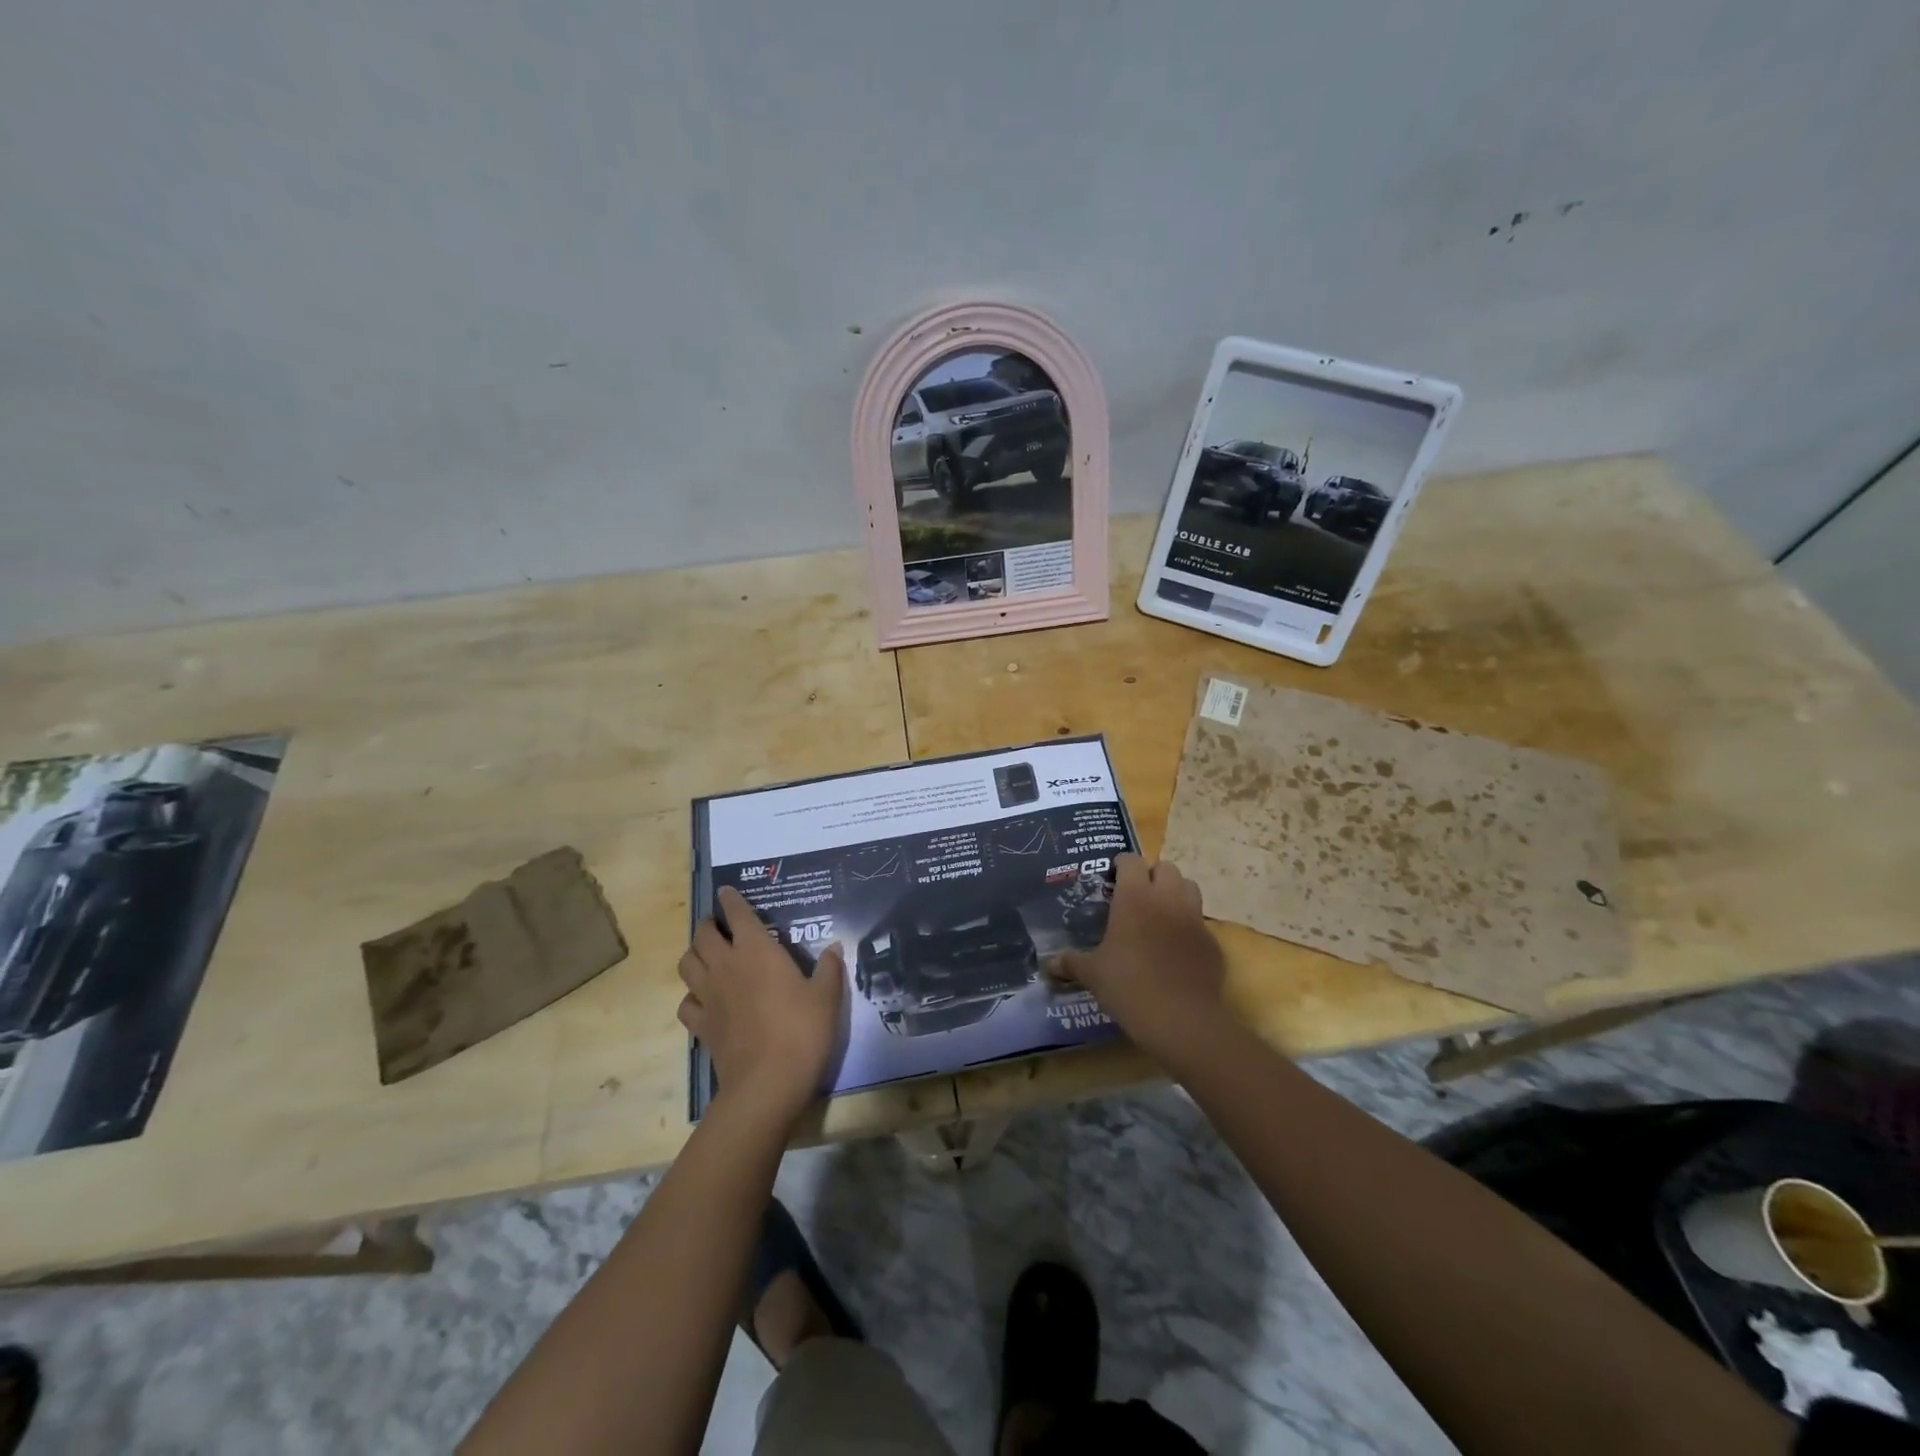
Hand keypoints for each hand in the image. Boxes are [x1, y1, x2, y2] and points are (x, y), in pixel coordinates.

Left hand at [679, 887, 844, 1124]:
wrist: (767, 1082)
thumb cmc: (802, 1030)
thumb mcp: (827, 996)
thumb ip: (829, 968)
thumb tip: (835, 947)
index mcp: (757, 950)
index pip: (737, 914)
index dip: (730, 900)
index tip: (726, 891)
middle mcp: (726, 965)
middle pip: (703, 935)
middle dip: (708, 925)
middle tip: (719, 926)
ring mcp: (709, 996)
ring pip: (687, 964)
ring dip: (694, 955)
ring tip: (707, 956)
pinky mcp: (701, 1025)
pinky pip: (686, 1003)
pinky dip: (691, 996)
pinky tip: (704, 999)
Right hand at [1056, 855, 1227, 1056]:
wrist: (1181, 1019)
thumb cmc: (1129, 986)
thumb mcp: (1093, 974)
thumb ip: (1071, 963)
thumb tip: (1049, 964)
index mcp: (1135, 897)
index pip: (1131, 860)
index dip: (1121, 865)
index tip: (1112, 878)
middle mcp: (1167, 898)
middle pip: (1166, 867)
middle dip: (1152, 875)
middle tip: (1137, 896)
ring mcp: (1194, 918)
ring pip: (1189, 887)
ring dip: (1175, 893)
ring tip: (1160, 913)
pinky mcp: (1212, 941)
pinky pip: (1200, 921)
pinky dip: (1189, 925)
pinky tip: (1177, 947)